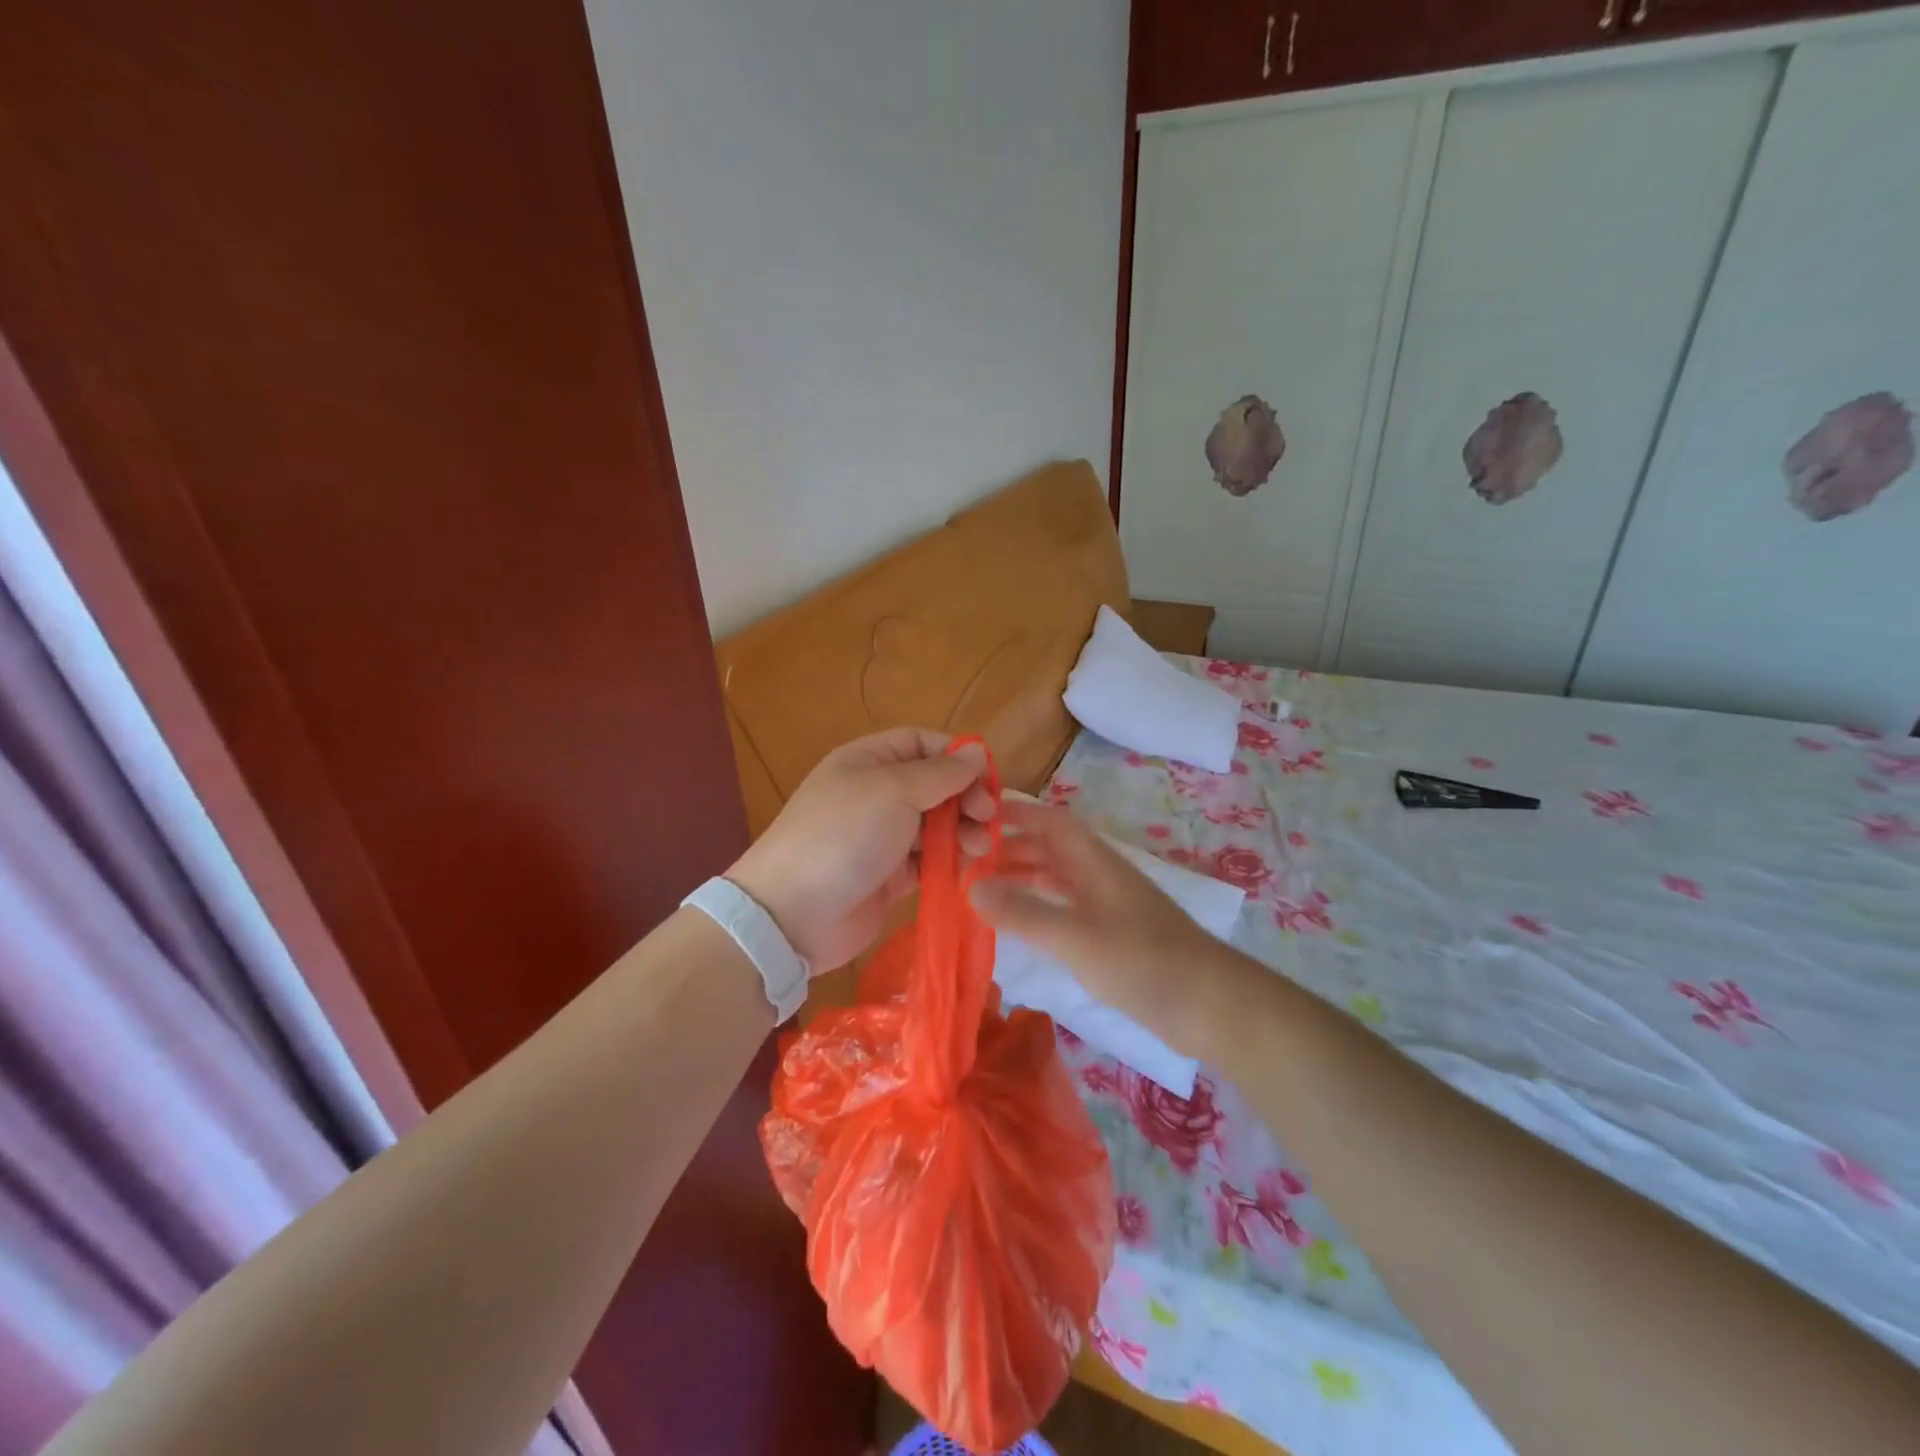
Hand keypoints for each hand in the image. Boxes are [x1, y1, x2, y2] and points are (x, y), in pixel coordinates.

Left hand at [727, 727, 994, 970]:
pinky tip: (968, 867)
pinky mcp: (891, 876)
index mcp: (869, 761)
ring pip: (936, 824)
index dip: (957, 756)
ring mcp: (884, 836)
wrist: (793, 914)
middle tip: (989, 817)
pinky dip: (950, 860)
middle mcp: (877, 793)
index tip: (987, 779)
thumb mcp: (892, 792)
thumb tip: (976, 751)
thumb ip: (940, 773)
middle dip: (966, 797)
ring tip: (979, 847)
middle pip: (935, 785)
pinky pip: (929, 859)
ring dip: (963, 830)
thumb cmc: (843, 836)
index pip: (923, 744)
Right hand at [968, 800, 1236, 1055]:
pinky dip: (1039, 908)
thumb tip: (971, 887)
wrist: (1209, 1004)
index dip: (1017, 813)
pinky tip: (1020, 925)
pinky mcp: (1112, 936)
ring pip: (1057, 879)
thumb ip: (1024, 912)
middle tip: (967, 859)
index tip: (976, 816)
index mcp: (1094, 862)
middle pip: (1051, 848)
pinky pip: (1066, 908)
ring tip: (983, 890)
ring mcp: (1108, 906)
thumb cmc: (1142, 961)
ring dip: (1023, 878)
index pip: (1051, 821)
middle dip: (1011, 847)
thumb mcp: (1075, 937)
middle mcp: (1099, 875)